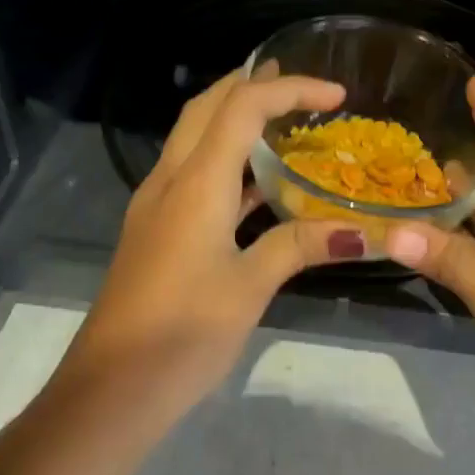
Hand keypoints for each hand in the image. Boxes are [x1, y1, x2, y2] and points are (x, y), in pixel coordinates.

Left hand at [55, 70, 369, 429]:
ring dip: (234, 120)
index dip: (289, 90)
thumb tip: (362, 231)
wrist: (111, 388)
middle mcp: (169, 181)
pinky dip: (227, 163)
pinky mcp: (156, 232)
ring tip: (283, 120)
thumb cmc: (182, 334)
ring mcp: (156, 207)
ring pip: (195, 140)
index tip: (336, 95)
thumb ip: (300, 248)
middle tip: (299, 86)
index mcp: (194, 184)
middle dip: (250, 86)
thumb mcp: (249, 288)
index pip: (241, 108)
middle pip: (206, 109)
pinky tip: (256, 184)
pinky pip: (194, 177)